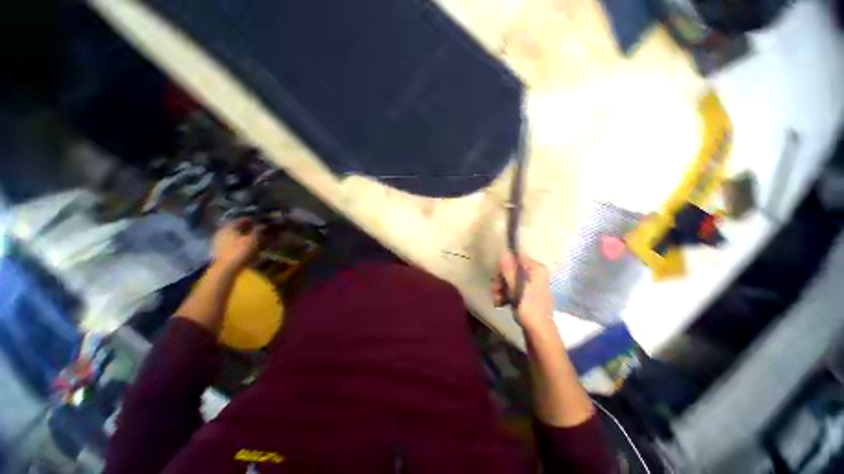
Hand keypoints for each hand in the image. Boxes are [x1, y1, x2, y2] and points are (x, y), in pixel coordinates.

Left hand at [212, 218, 260, 272]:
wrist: (225, 269)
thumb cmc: (240, 251)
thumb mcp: (253, 240)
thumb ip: (258, 231)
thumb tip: (263, 225)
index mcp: (229, 226)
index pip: (241, 220)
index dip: (251, 220)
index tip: (259, 222)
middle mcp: (221, 231)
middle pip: (235, 227)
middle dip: (245, 228)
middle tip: (256, 231)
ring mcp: (217, 241)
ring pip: (232, 235)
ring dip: (240, 236)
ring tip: (251, 239)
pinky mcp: (217, 250)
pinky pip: (229, 243)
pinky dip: (236, 243)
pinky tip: (242, 247)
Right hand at [492, 252, 554, 330]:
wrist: (539, 333)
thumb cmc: (528, 308)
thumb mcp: (516, 287)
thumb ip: (509, 270)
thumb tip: (504, 252)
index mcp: (536, 269)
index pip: (517, 258)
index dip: (505, 265)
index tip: (497, 274)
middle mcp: (535, 274)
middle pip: (511, 270)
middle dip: (500, 280)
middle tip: (494, 289)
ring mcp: (530, 285)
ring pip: (509, 281)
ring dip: (500, 289)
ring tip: (496, 299)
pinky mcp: (526, 295)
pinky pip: (512, 289)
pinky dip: (504, 295)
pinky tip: (499, 303)